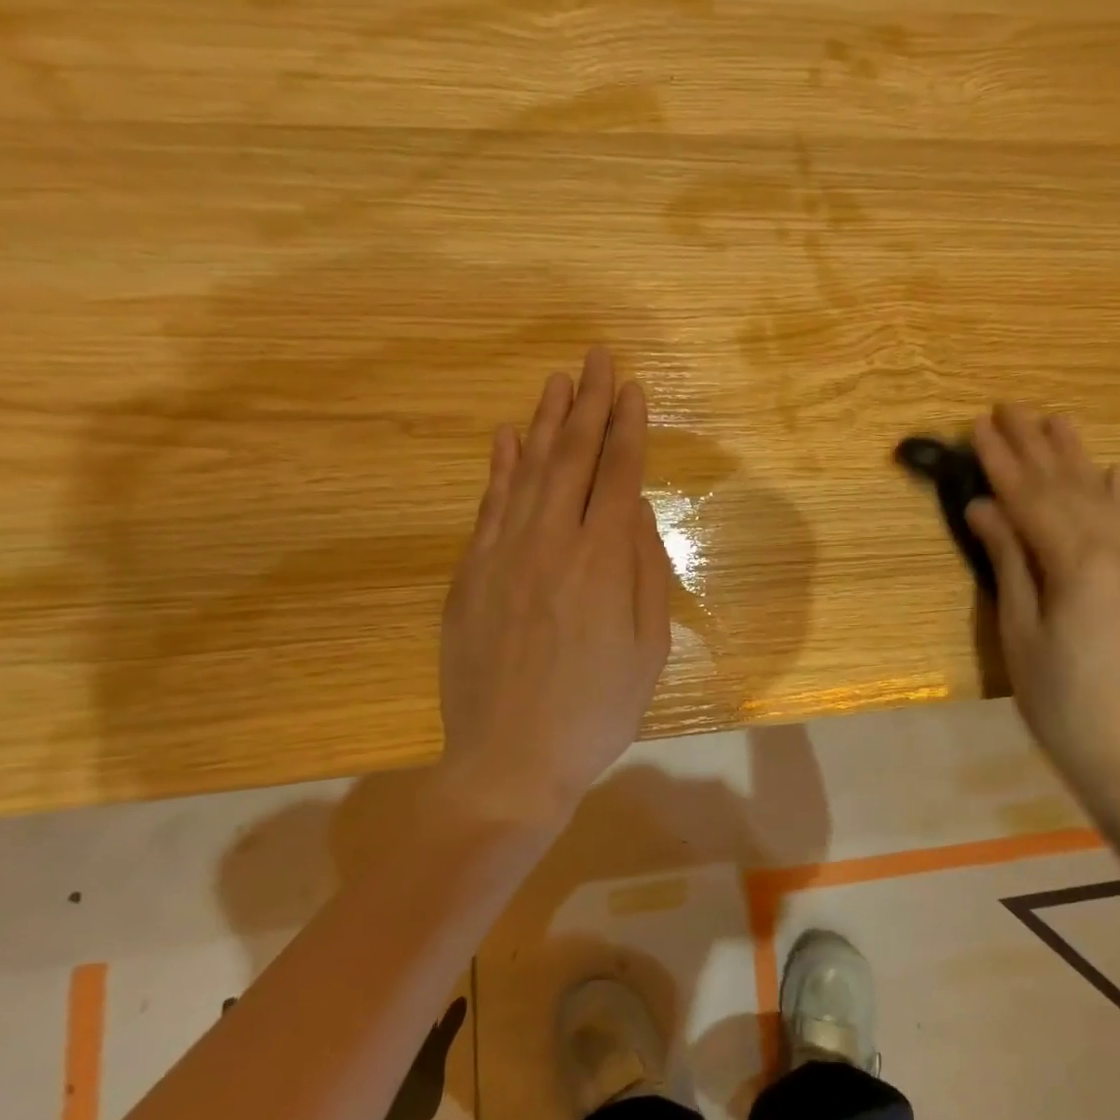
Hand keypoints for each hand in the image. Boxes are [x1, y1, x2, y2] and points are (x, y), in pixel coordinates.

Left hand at [437, 347, 671, 827]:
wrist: (509, 761)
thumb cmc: (597, 711)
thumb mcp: (650, 649)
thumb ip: (648, 571)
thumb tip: (638, 511)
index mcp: (602, 562)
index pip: (618, 475)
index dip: (628, 428)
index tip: (634, 389)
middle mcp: (551, 543)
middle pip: (572, 458)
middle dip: (589, 404)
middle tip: (597, 357)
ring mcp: (502, 555)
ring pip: (527, 471)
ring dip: (545, 422)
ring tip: (558, 381)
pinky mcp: (469, 575)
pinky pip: (487, 506)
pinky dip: (499, 467)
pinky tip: (507, 438)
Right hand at [965, 405, 1119, 793]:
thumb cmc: (1059, 700)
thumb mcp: (1020, 632)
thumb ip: (1009, 562)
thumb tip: (984, 508)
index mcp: (1075, 562)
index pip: (1030, 498)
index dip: (1002, 462)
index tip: (978, 427)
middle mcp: (1112, 550)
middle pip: (1066, 486)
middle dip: (1035, 445)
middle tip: (1008, 406)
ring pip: (1100, 495)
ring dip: (1074, 456)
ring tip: (1055, 419)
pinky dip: (1116, 492)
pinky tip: (1110, 471)